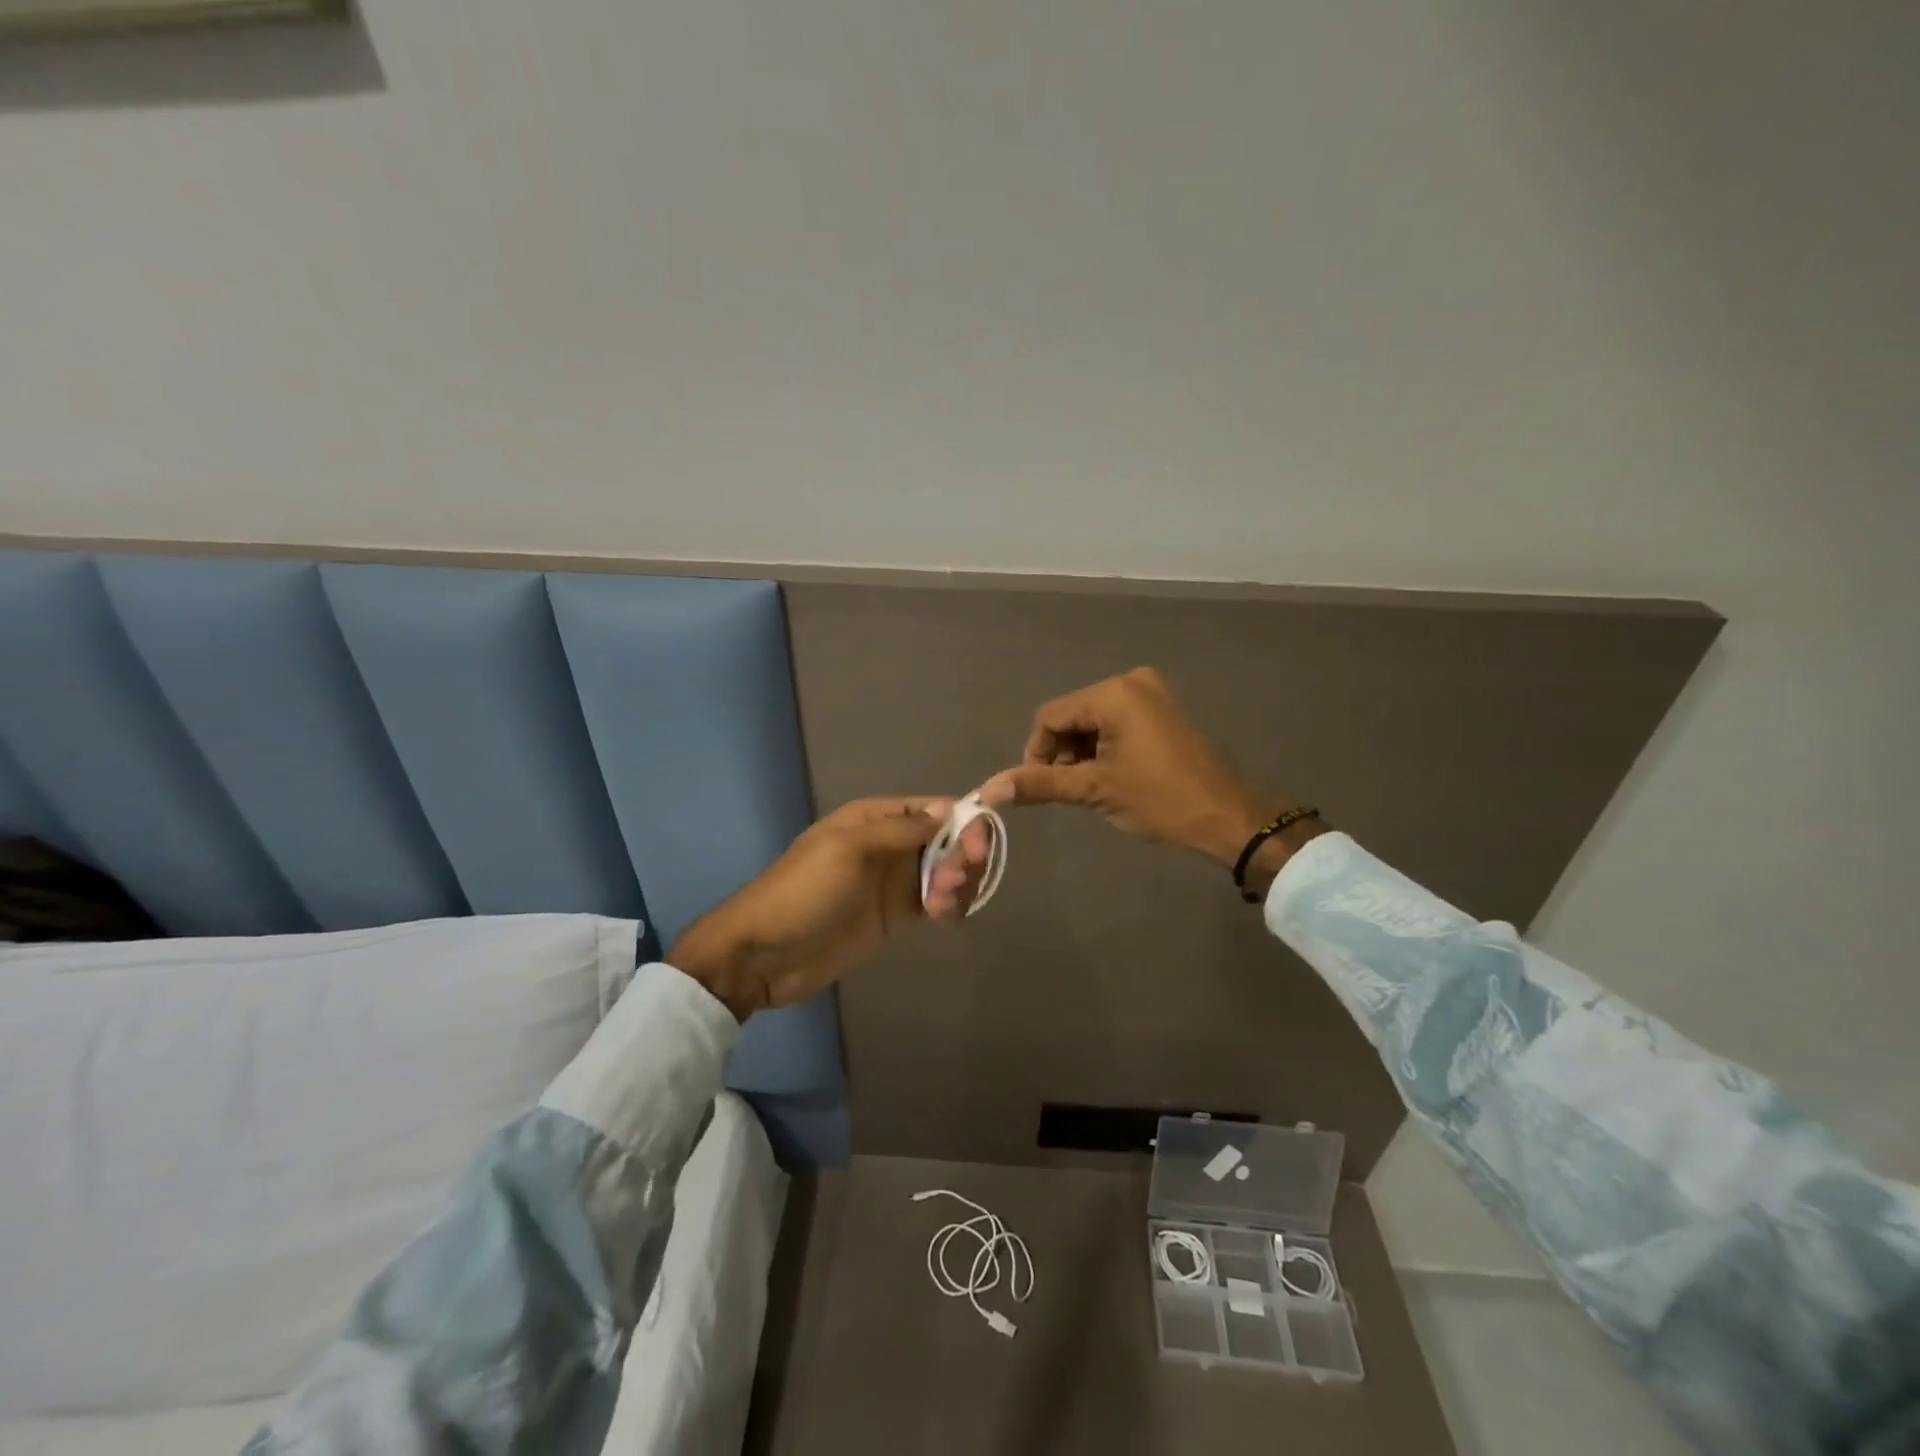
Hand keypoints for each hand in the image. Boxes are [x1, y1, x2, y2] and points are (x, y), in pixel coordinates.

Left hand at [668, 796, 991, 1019]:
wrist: (764, 955)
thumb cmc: (804, 893)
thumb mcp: (848, 850)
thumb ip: (901, 830)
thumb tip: (949, 810)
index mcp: (875, 818)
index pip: (934, 808)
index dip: (965, 821)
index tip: (980, 846)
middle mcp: (889, 844)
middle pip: (947, 839)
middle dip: (963, 855)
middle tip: (957, 879)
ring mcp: (892, 881)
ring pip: (946, 871)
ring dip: (957, 883)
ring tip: (940, 906)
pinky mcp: (894, 915)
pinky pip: (936, 902)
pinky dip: (949, 906)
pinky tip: (942, 918)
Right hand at [981, 668, 1313, 873]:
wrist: (1228, 816)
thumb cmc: (1159, 800)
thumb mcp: (1094, 790)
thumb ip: (1039, 784)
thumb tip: (988, 789)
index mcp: (1113, 693)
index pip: (1049, 717)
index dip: (1037, 754)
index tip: (1042, 788)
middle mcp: (1130, 682)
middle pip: (1071, 717)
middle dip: (1062, 754)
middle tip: (1073, 792)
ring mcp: (1150, 694)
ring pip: (1092, 722)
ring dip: (1082, 754)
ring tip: (1095, 788)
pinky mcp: (1162, 710)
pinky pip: (1116, 723)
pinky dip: (1104, 748)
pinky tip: (1113, 776)